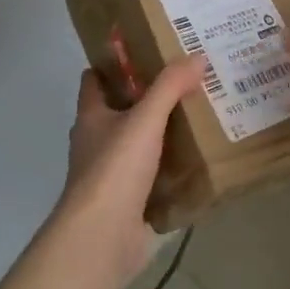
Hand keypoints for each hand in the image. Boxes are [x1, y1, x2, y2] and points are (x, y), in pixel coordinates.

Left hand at [54, 56, 205, 285]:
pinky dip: (170, 170)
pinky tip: (198, 163)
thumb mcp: (145, 119)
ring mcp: (110, 176)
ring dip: (161, 135)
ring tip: (199, 118)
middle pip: (119, 112)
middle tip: (184, 84)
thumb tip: (196, 56)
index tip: (145, 52)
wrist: (103, 236)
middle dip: (146, 99)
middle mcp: (95, 143)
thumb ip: (170, 87)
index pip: (94, 80)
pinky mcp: (128, 202)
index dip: (114, 65)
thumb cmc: (115, 169)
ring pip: (137, 146)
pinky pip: (152, 178)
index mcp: (91, 117)